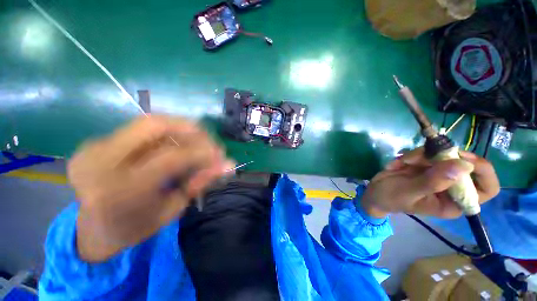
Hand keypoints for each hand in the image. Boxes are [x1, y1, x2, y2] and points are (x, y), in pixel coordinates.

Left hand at [69, 116, 233, 261]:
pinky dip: (166, 135)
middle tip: (209, 141)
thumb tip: (228, 164)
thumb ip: (199, 182)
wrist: (93, 230)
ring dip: (181, 130)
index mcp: (119, 191)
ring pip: (149, 123)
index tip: (221, 154)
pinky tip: (176, 146)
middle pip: (154, 125)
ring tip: (197, 144)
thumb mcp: (173, 209)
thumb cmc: (135, 227)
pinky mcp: (96, 142)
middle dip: (191, 129)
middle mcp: (100, 161)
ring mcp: (94, 147)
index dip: (202, 152)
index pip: (171, 157)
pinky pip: (141, 130)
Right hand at [361, 148, 499, 218]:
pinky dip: (412, 154)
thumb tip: (464, 165)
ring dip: (421, 155)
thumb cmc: (390, 198)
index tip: (462, 159)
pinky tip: (399, 163)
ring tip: (402, 163)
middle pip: (465, 163)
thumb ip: (433, 182)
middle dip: (442, 157)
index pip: (487, 188)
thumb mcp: (408, 192)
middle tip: (422, 156)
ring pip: (444, 154)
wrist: (374, 192)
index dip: (483, 171)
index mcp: (454, 202)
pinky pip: (428, 152)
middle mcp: (452, 187)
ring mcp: (440, 174)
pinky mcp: (427, 165)